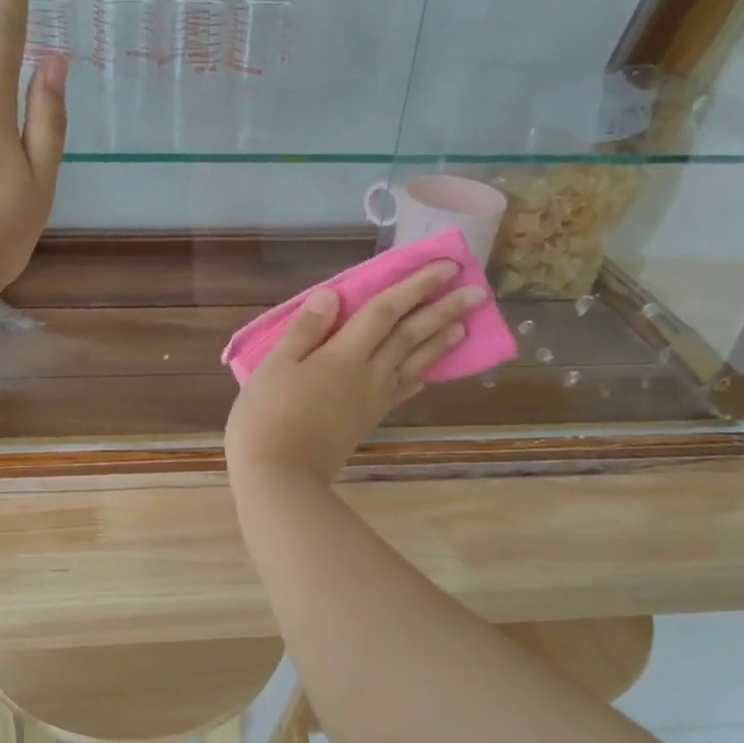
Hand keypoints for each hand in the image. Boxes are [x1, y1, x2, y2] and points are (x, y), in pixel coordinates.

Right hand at [224, 261, 487, 485]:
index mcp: (342, 355)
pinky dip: (417, 379)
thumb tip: (332, 294)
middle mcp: (367, 373)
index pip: (385, 311)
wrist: (280, 476)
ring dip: (439, 342)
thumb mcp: (275, 366)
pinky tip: (427, 375)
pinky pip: (400, 392)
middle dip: (442, 310)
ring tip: (464, 325)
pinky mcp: (368, 421)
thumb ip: (305, 330)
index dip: (414, 286)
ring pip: (413, 363)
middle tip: (477, 292)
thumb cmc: (267, 416)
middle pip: (409, 335)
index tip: (446, 267)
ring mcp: (371, 399)